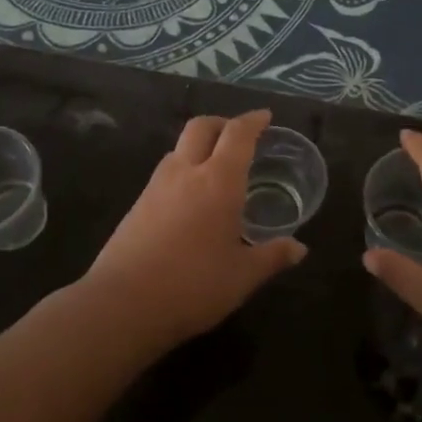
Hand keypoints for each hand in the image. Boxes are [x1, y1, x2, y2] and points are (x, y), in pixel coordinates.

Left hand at [84, 110, 306, 345]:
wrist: (122, 304)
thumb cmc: (193, 286)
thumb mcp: (242, 277)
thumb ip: (272, 257)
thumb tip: (299, 249)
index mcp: (218, 181)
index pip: (237, 135)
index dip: (253, 121)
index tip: (265, 117)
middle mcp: (185, 173)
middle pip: (201, 127)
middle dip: (222, 123)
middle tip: (239, 135)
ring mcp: (156, 187)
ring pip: (178, 148)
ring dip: (199, 146)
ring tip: (216, 168)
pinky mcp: (137, 205)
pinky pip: (165, 172)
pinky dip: (183, 170)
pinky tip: (190, 199)